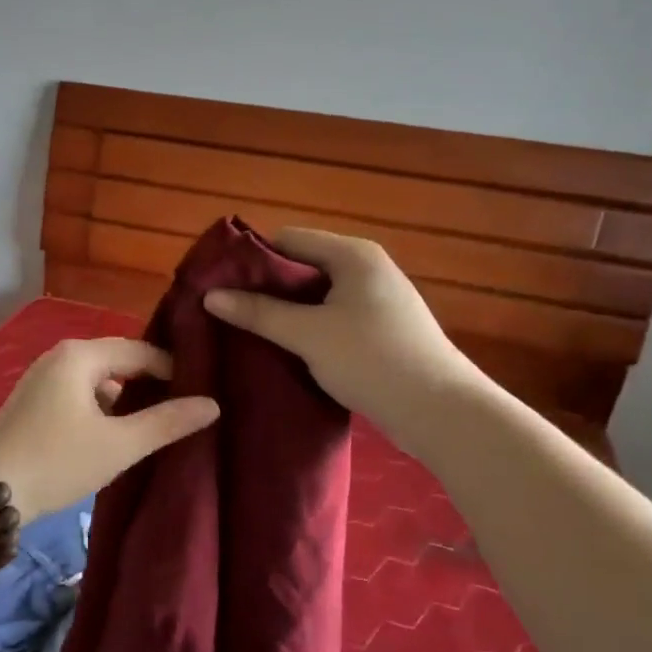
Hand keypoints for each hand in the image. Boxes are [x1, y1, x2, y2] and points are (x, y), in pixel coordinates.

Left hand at [0, 338, 219, 518]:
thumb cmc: (57, 460)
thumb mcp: (119, 445)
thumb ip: (166, 422)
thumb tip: (212, 404)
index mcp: (80, 354)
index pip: (141, 350)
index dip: (173, 369)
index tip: (200, 393)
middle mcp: (60, 355)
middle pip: (119, 360)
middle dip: (150, 382)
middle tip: (184, 406)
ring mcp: (44, 376)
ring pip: (99, 378)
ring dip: (126, 397)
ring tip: (156, 422)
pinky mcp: (35, 399)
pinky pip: (81, 391)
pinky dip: (103, 406)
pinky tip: (116, 432)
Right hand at [202, 228, 483, 452]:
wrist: (441, 412)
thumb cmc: (372, 360)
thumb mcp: (308, 334)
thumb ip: (259, 312)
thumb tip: (210, 296)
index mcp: (353, 254)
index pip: (288, 239)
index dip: (252, 259)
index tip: (222, 285)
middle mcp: (367, 267)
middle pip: (302, 266)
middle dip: (266, 287)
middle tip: (231, 311)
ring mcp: (378, 299)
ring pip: (317, 295)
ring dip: (286, 310)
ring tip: (251, 331)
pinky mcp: (382, 329)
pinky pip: (333, 316)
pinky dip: (308, 327)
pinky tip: (287, 349)